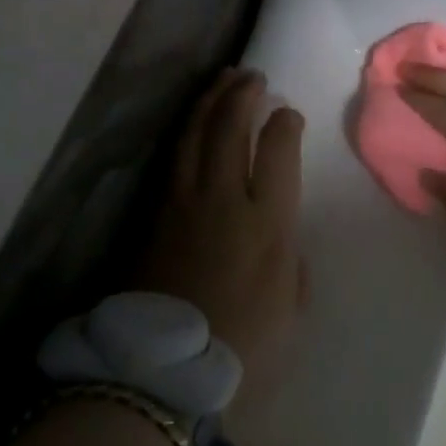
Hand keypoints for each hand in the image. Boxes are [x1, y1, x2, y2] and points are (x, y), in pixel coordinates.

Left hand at [137, 68, 306, 410]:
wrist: (166, 369)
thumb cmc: (243, 345)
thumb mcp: (289, 306)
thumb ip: (291, 262)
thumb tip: (282, 238)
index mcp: (268, 221)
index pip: (277, 150)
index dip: (284, 124)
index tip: (288, 114)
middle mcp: (225, 198)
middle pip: (231, 129)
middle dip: (244, 96)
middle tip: (253, 77)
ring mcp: (183, 202)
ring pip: (196, 134)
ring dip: (211, 102)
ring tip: (224, 81)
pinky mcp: (154, 213)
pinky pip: (172, 158)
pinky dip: (185, 130)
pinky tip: (192, 121)